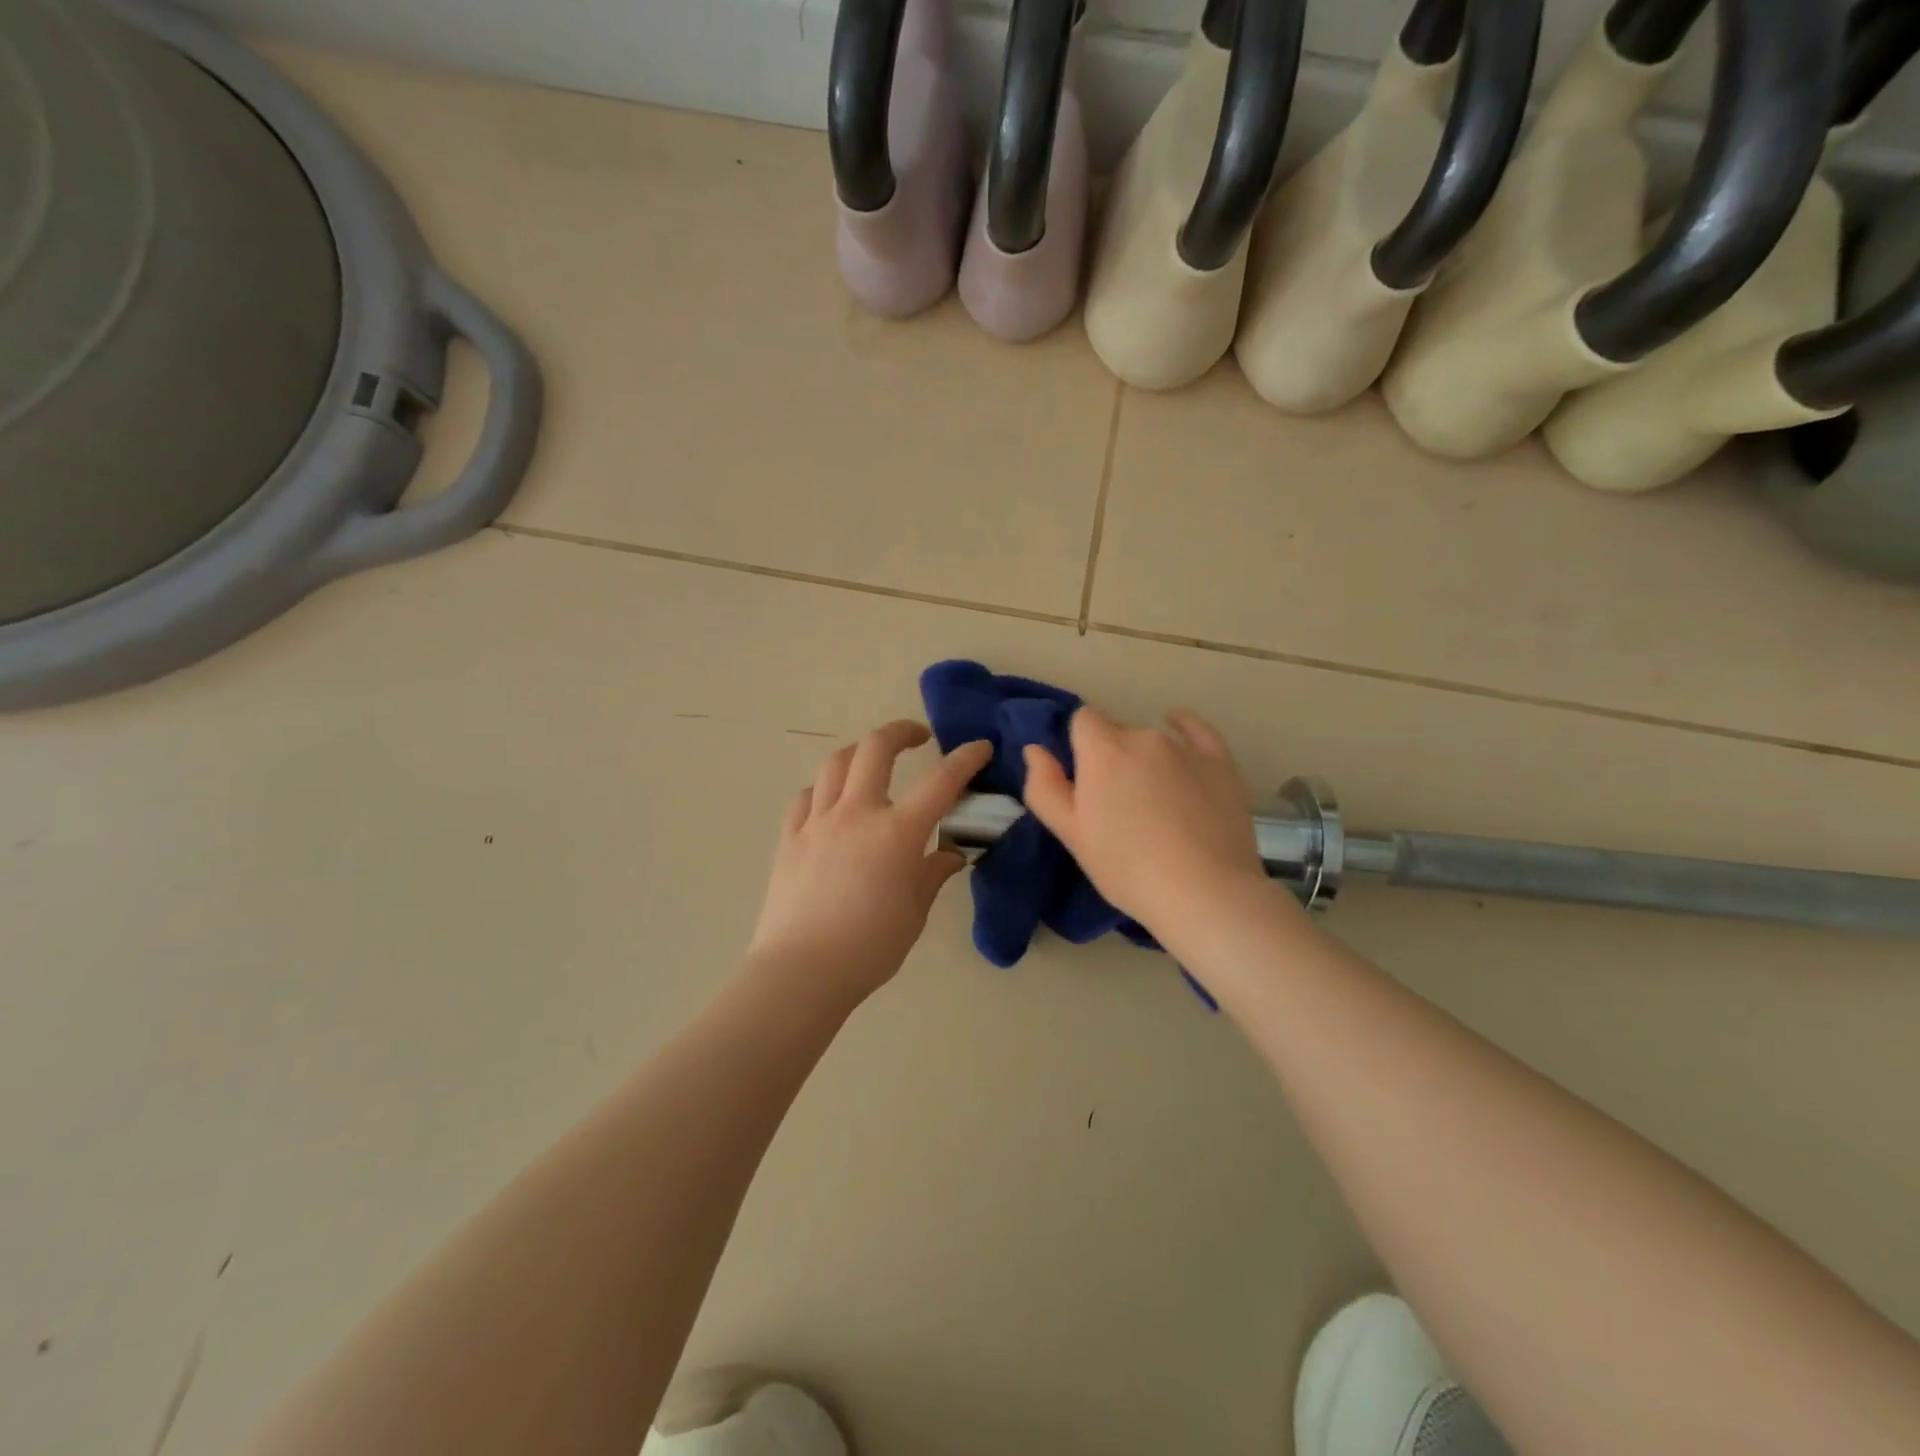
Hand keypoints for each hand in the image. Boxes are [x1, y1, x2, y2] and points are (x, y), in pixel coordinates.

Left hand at [749, 721, 992, 1005]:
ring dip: (859, 752)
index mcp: (896, 832)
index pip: (940, 782)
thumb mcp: (914, 912)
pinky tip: (831, 802)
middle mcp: (857, 813)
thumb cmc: (870, 946)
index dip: (965, 760)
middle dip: (901, 731)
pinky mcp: (790, 838)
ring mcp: (817, 822)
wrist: (802, 970)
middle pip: (876, 749)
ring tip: (872, 762)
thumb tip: (950, 855)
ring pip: (835, 764)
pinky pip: (806, 797)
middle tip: (918, 737)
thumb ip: (932, 873)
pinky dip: (824, 789)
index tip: (980, 747)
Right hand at [1022, 705, 1273, 939]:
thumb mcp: (1072, 834)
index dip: (1079, 745)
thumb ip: (1045, 787)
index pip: (1082, 720)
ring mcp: (1185, 748)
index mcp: (1102, 750)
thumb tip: (1034, 749)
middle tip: (1117, 804)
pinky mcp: (1221, 763)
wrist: (1205, 892)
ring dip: (1146, 758)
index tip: (1083, 779)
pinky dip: (1184, 728)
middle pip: (1117, 733)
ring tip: (1155, 802)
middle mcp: (1143, 737)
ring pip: (1154, 739)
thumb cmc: (1126, 867)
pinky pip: (1197, 732)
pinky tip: (1179, 728)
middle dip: (1111, 758)